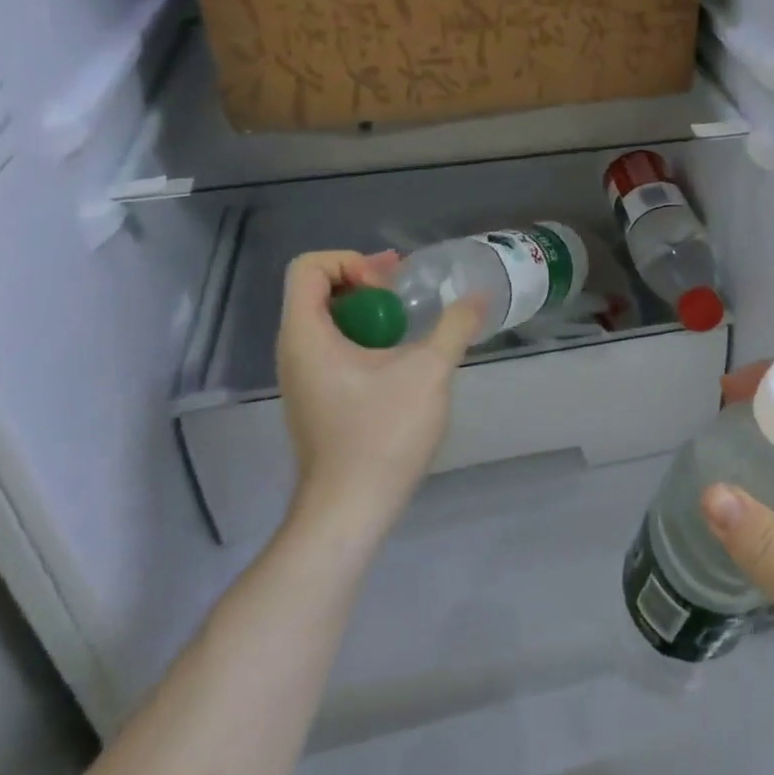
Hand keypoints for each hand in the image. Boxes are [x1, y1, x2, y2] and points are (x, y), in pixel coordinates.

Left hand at [275, 250, 481, 539]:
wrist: (349, 512)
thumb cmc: (381, 434)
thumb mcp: (428, 371)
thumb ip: (454, 326)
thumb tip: (479, 296)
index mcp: (306, 335)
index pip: (308, 267)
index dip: (350, 262)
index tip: (387, 288)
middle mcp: (294, 350)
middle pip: (317, 288)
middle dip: (364, 280)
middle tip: (404, 292)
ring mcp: (302, 376)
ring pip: (326, 319)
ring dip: (368, 309)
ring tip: (407, 322)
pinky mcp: (315, 398)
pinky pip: (332, 346)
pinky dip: (363, 336)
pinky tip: (399, 358)